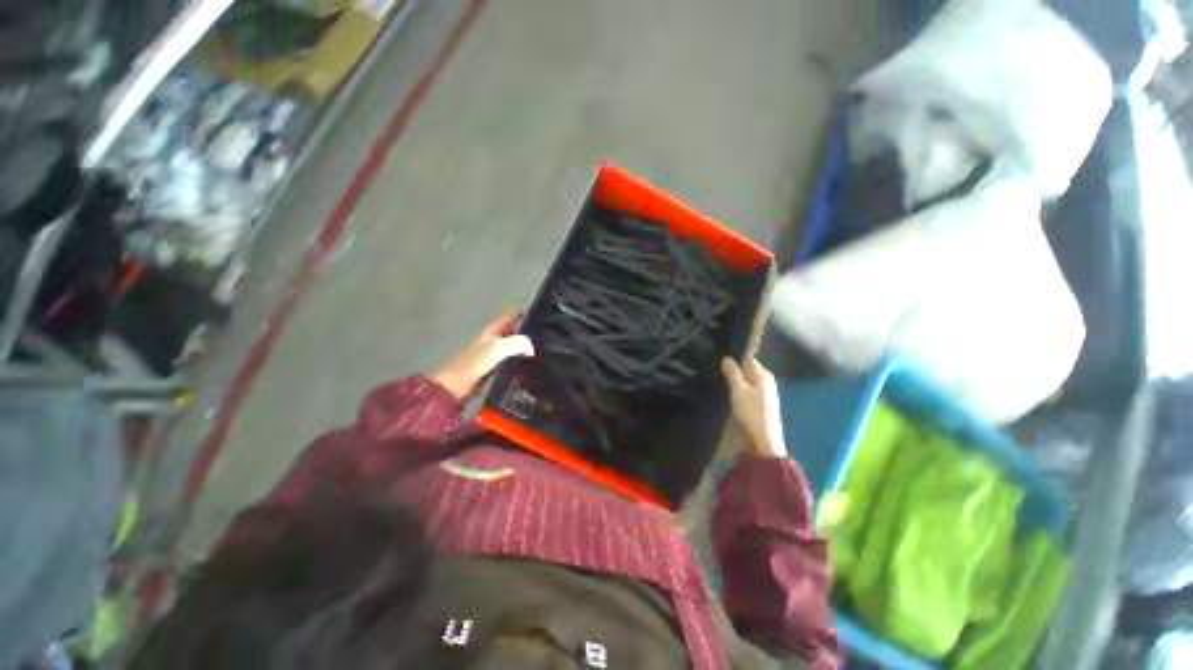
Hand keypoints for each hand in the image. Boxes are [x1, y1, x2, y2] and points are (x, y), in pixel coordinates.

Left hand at [433, 313, 534, 399]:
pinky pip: (512, 365)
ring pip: (514, 350)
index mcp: (492, 332)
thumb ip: (516, 344)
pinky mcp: (494, 372)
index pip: (510, 318)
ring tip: (542, 353)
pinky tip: (531, 369)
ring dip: (525, 350)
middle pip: (514, 334)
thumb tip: (531, 348)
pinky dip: (521, 364)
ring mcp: (493, 357)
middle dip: (528, 334)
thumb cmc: (474, 363)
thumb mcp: (496, 347)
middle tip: (545, 338)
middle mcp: (493, 342)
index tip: (541, 318)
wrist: (456, 387)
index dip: (524, 315)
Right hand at [721, 357, 786, 458]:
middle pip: (744, 370)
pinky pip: (741, 392)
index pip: (747, 358)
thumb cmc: (751, 414)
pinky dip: (732, 391)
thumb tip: (726, 357)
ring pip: (742, 382)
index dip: (732, 356)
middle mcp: (764, 383)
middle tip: (710, 366)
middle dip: (729, 369)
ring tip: (712, 377)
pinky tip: (720, 391)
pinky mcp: (755, 407)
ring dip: (730, 381)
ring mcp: (761, 395)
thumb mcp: (739, 391)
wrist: (761, 445)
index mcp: (764, 375)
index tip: (716, 355)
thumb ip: (733, 373)